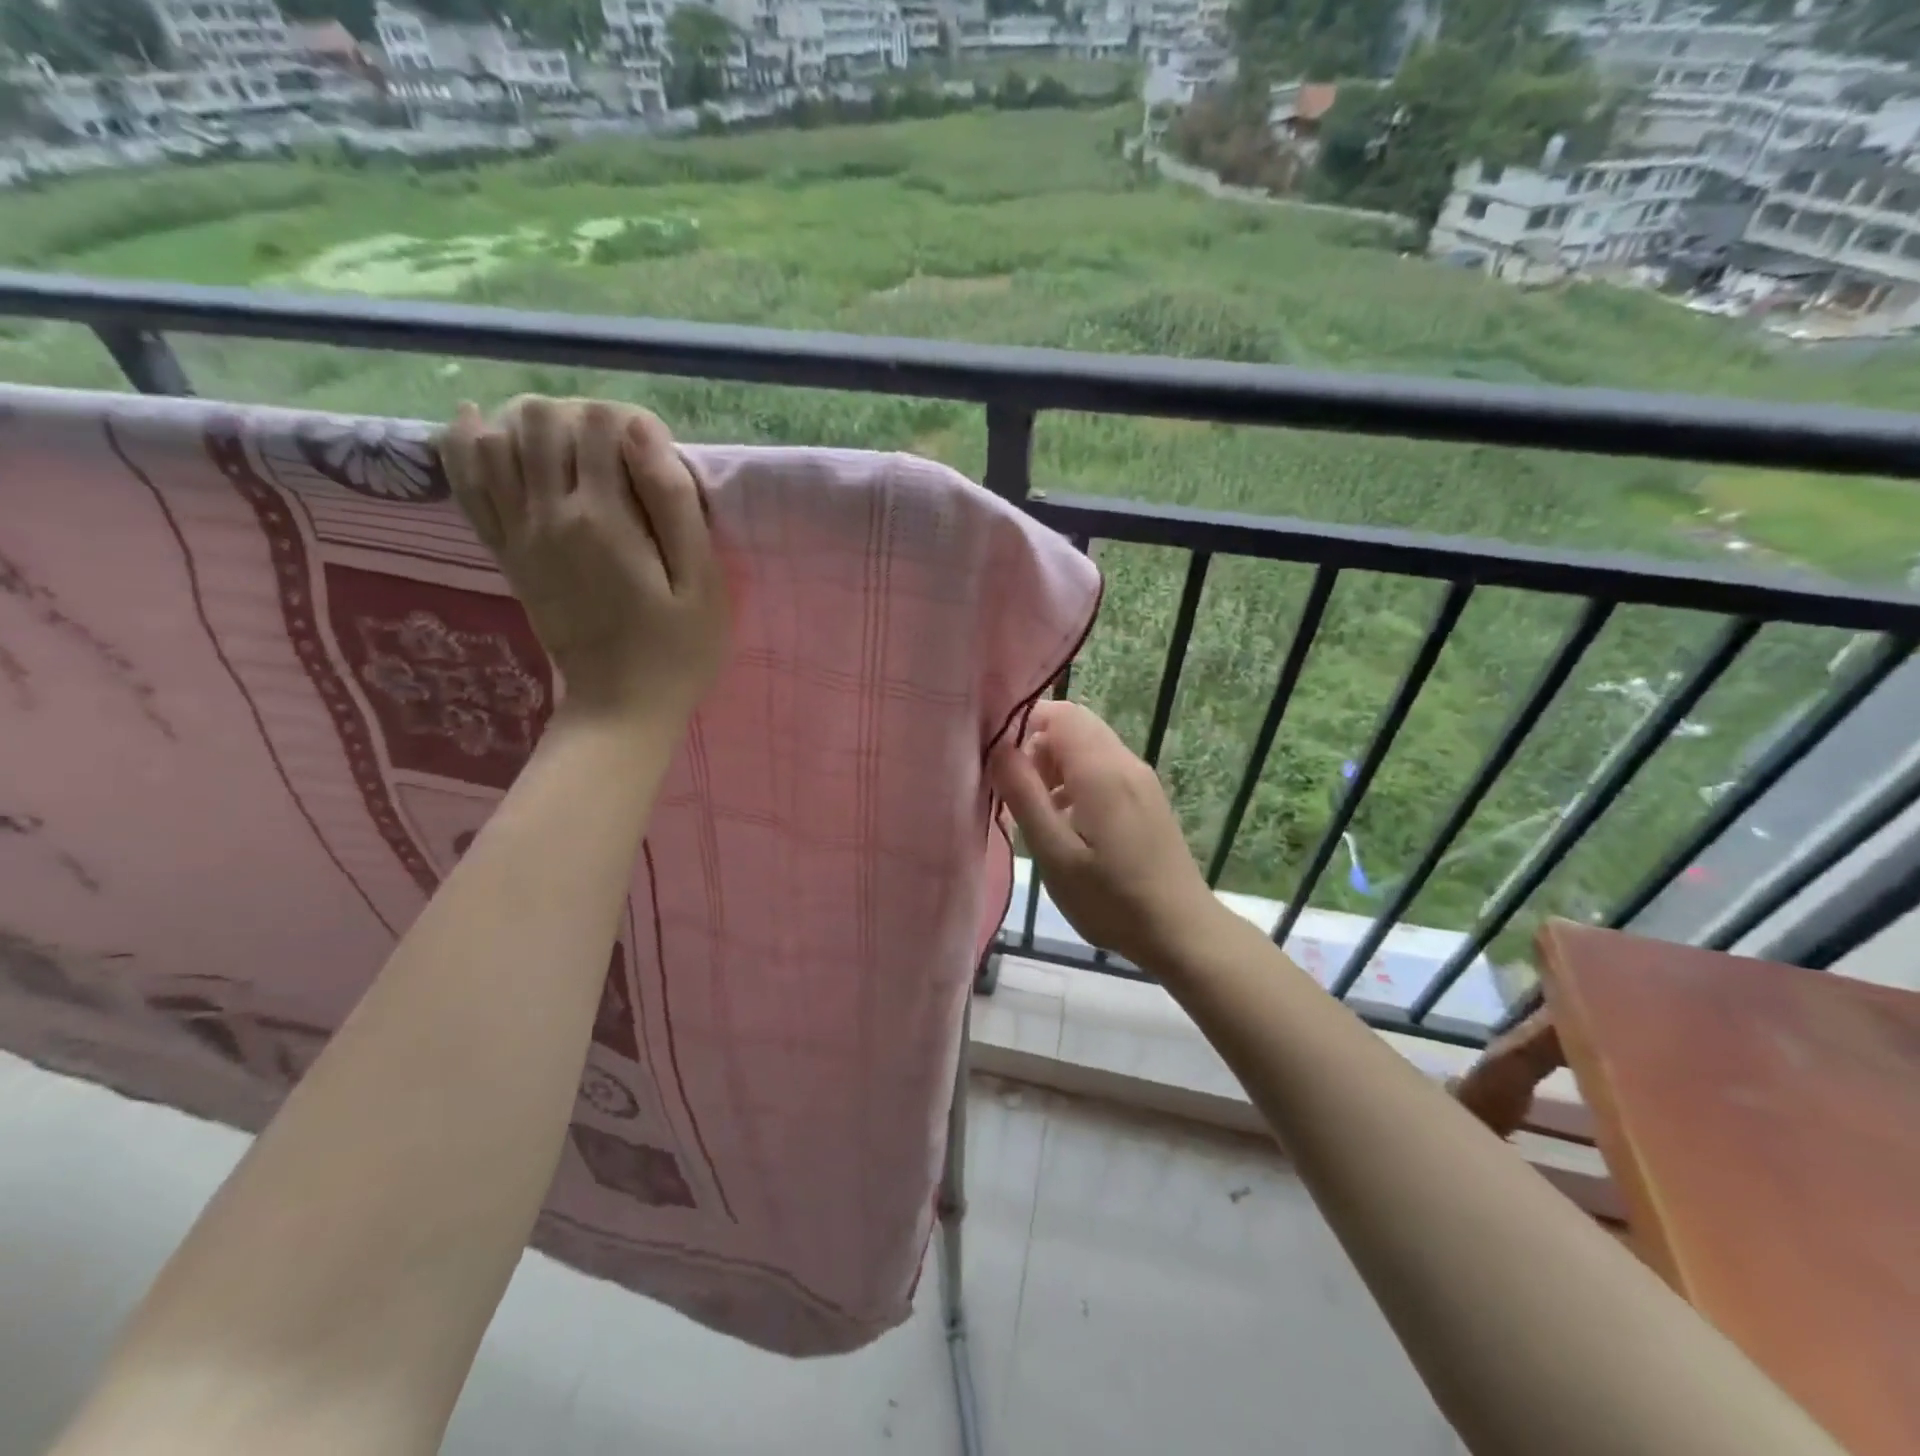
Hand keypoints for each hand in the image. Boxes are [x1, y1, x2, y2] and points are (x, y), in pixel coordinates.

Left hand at [442, 397, 729, 726]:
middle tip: (613, 449)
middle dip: (578, 415)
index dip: (630, 420)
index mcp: (605, 517)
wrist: (623, 705)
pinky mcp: (506, 554)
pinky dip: (466, 446)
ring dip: (526, 422)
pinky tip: (478, 426)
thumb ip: (674, 504)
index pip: (600, 422)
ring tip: (562, 440)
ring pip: (495, 440)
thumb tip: (643, 431)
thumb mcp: (701, 582)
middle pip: (541, 419)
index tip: (655, 452)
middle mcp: (549, 513)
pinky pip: (466, 484)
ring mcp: (519, 533)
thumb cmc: (678, 648)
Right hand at [989, 701, 1220, 967]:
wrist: (1181, 931)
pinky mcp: (1146, 797)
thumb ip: (1024, 796)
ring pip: (1089, 746)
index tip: (997, 757)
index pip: (1060, 713)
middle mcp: (1125, 762)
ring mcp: (1141, 779)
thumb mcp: (1055, 854)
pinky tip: (1066, 820)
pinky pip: (1104, 767)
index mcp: (1102, 770)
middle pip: (1075, 725)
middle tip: (1016, 788)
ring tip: (1036, 809)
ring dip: (1056, 764)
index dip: (1024, 723)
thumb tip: (997, 748)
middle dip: (1038, 745)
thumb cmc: (1111, 899)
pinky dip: (1076, 778)